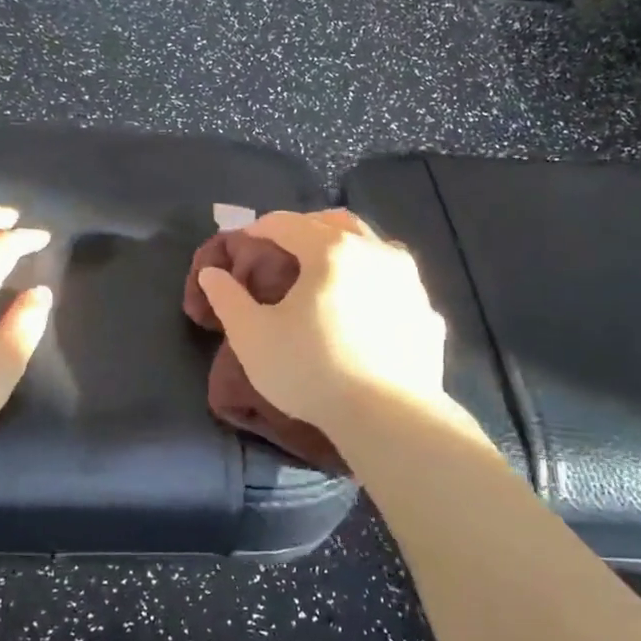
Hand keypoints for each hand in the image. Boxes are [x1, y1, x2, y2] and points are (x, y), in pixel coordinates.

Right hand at [195, 209, 447, 438]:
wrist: (387, 418)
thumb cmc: (310, 370)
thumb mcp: (252, 336)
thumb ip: (228, 298)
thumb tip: (212, 273)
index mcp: (330, 250)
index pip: (286, 223)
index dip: (260, 228)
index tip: (245, 241)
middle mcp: (375, 252)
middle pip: (335, 223)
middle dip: (306, 228)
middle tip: (285, 247)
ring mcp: (409, 282)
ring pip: (374, 246)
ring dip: (346, 248)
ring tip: (328, 272)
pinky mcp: (427, 313)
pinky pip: (397, 285)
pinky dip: (376, 284)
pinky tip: (367, 307)